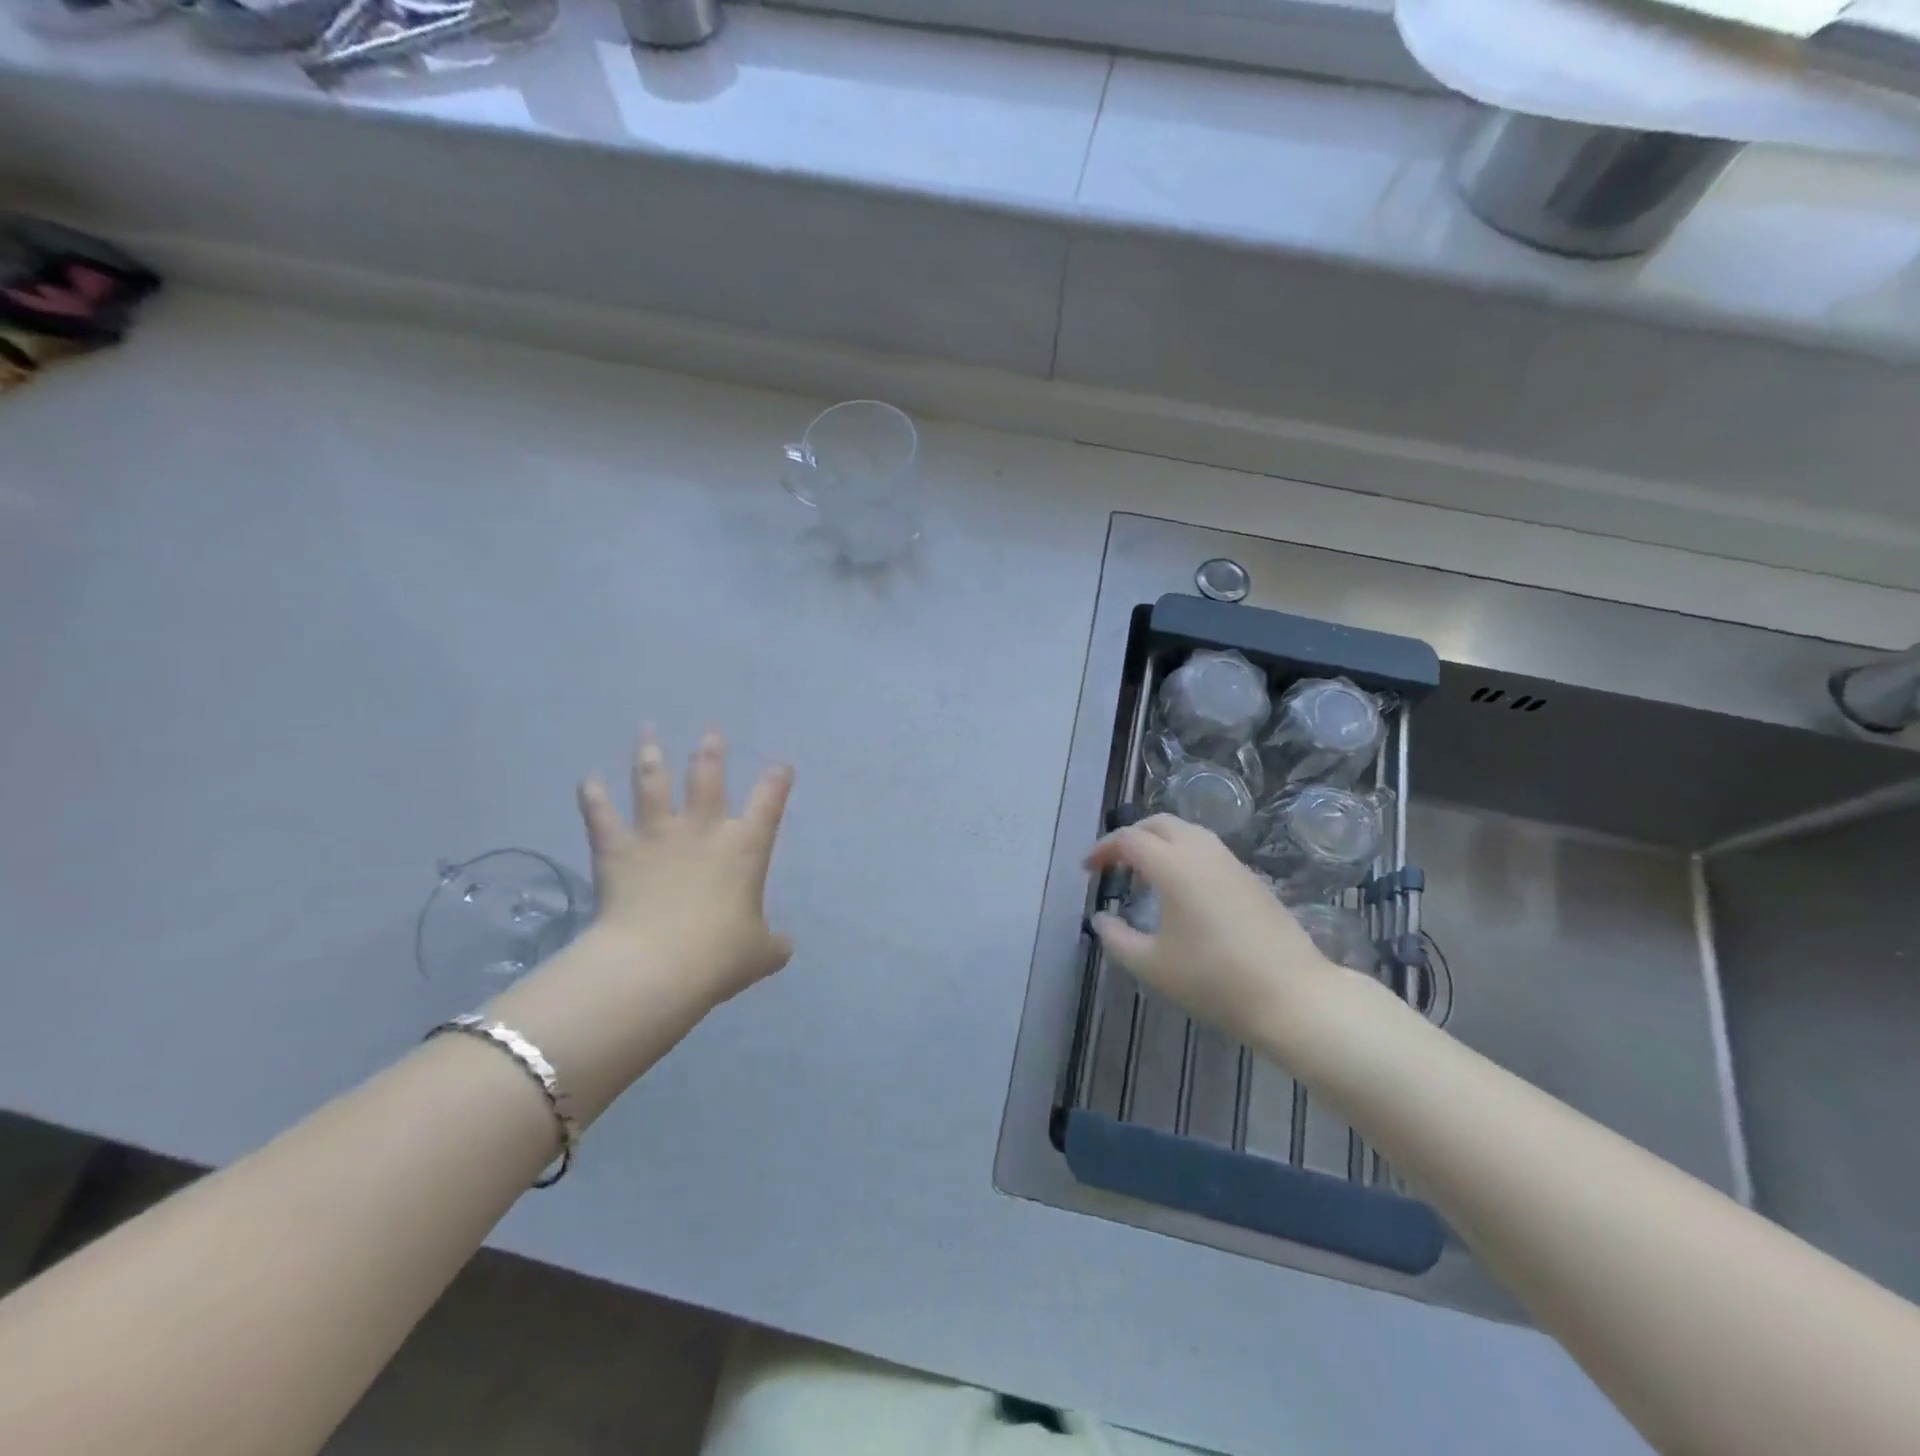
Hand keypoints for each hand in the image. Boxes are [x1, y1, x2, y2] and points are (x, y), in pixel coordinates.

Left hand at [576, 726, 794, 1006]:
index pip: (769, 802)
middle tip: (710, 731)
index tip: (781, 765)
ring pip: (653, 782)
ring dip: (651, 756)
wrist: (657, 964)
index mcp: (745, 847)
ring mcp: (657, 834)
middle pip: (707, 776)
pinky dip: (593, 795)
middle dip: (710, 751)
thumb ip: (774, 944)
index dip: (777, 781)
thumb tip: (783, 946)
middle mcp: (702, 829)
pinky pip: (601, 815)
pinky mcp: (617, 849)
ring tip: (648, 732)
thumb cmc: (719, 955)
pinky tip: (588, 779)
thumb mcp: (762, 954)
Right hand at [1086, 815, 1365, 1056]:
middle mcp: (1202, 853)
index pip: (1129, 839)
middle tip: (1114, 864)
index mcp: (1173, 866)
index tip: (1088, 870)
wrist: (1292, 995)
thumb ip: (1117, 939)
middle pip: (1160, 823)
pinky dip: (1184, 855)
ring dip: (1160, 843)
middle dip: (1131, 837)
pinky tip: (1182, 892)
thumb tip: (1101, 920)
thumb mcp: (1152, 966)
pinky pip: (1208, 850)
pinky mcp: (1251, 879)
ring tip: (1146, 876)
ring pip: (1188, 832)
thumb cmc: (1214, 980)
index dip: (1103, 849)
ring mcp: (1232, 864)